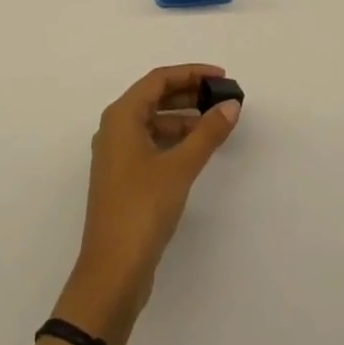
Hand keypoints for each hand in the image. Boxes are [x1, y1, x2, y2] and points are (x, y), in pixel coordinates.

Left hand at [54, 64, 240, 344]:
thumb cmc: (142, 208)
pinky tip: (198, 150)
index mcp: (121, 116)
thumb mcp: (179, 167)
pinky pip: (152, 144)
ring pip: (154, 122)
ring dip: (184, 119)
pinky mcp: (124, 178)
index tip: (222, 77)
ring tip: (217, 123)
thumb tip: (231, 105)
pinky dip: (175, 140)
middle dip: (189, 94)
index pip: (158, 79)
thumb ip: (207, 133)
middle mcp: (115, 128)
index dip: (191, 73)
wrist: (112, 271)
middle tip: (223, 98)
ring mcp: (117, 154)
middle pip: (154, 98)